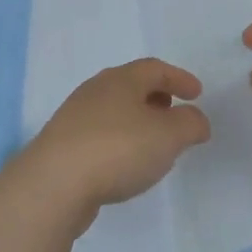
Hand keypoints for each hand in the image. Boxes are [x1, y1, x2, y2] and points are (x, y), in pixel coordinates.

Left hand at [16, 59, 210, 219]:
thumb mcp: (168, 135)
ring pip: (113, 110)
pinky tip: (126, 163)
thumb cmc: (117, 149)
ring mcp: (74, 118)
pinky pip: (100, 134)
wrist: (55, 183)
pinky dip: (120, 140)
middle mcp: (94, 91)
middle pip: (130, 85)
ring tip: (154, 143)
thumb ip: (190, 123)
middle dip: (156, 97)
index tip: (197, 94)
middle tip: (175, 113)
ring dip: (137, 120)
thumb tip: (195, 119)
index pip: (154, 68)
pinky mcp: (63, 145)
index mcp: (120, 80)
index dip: (179, 78)